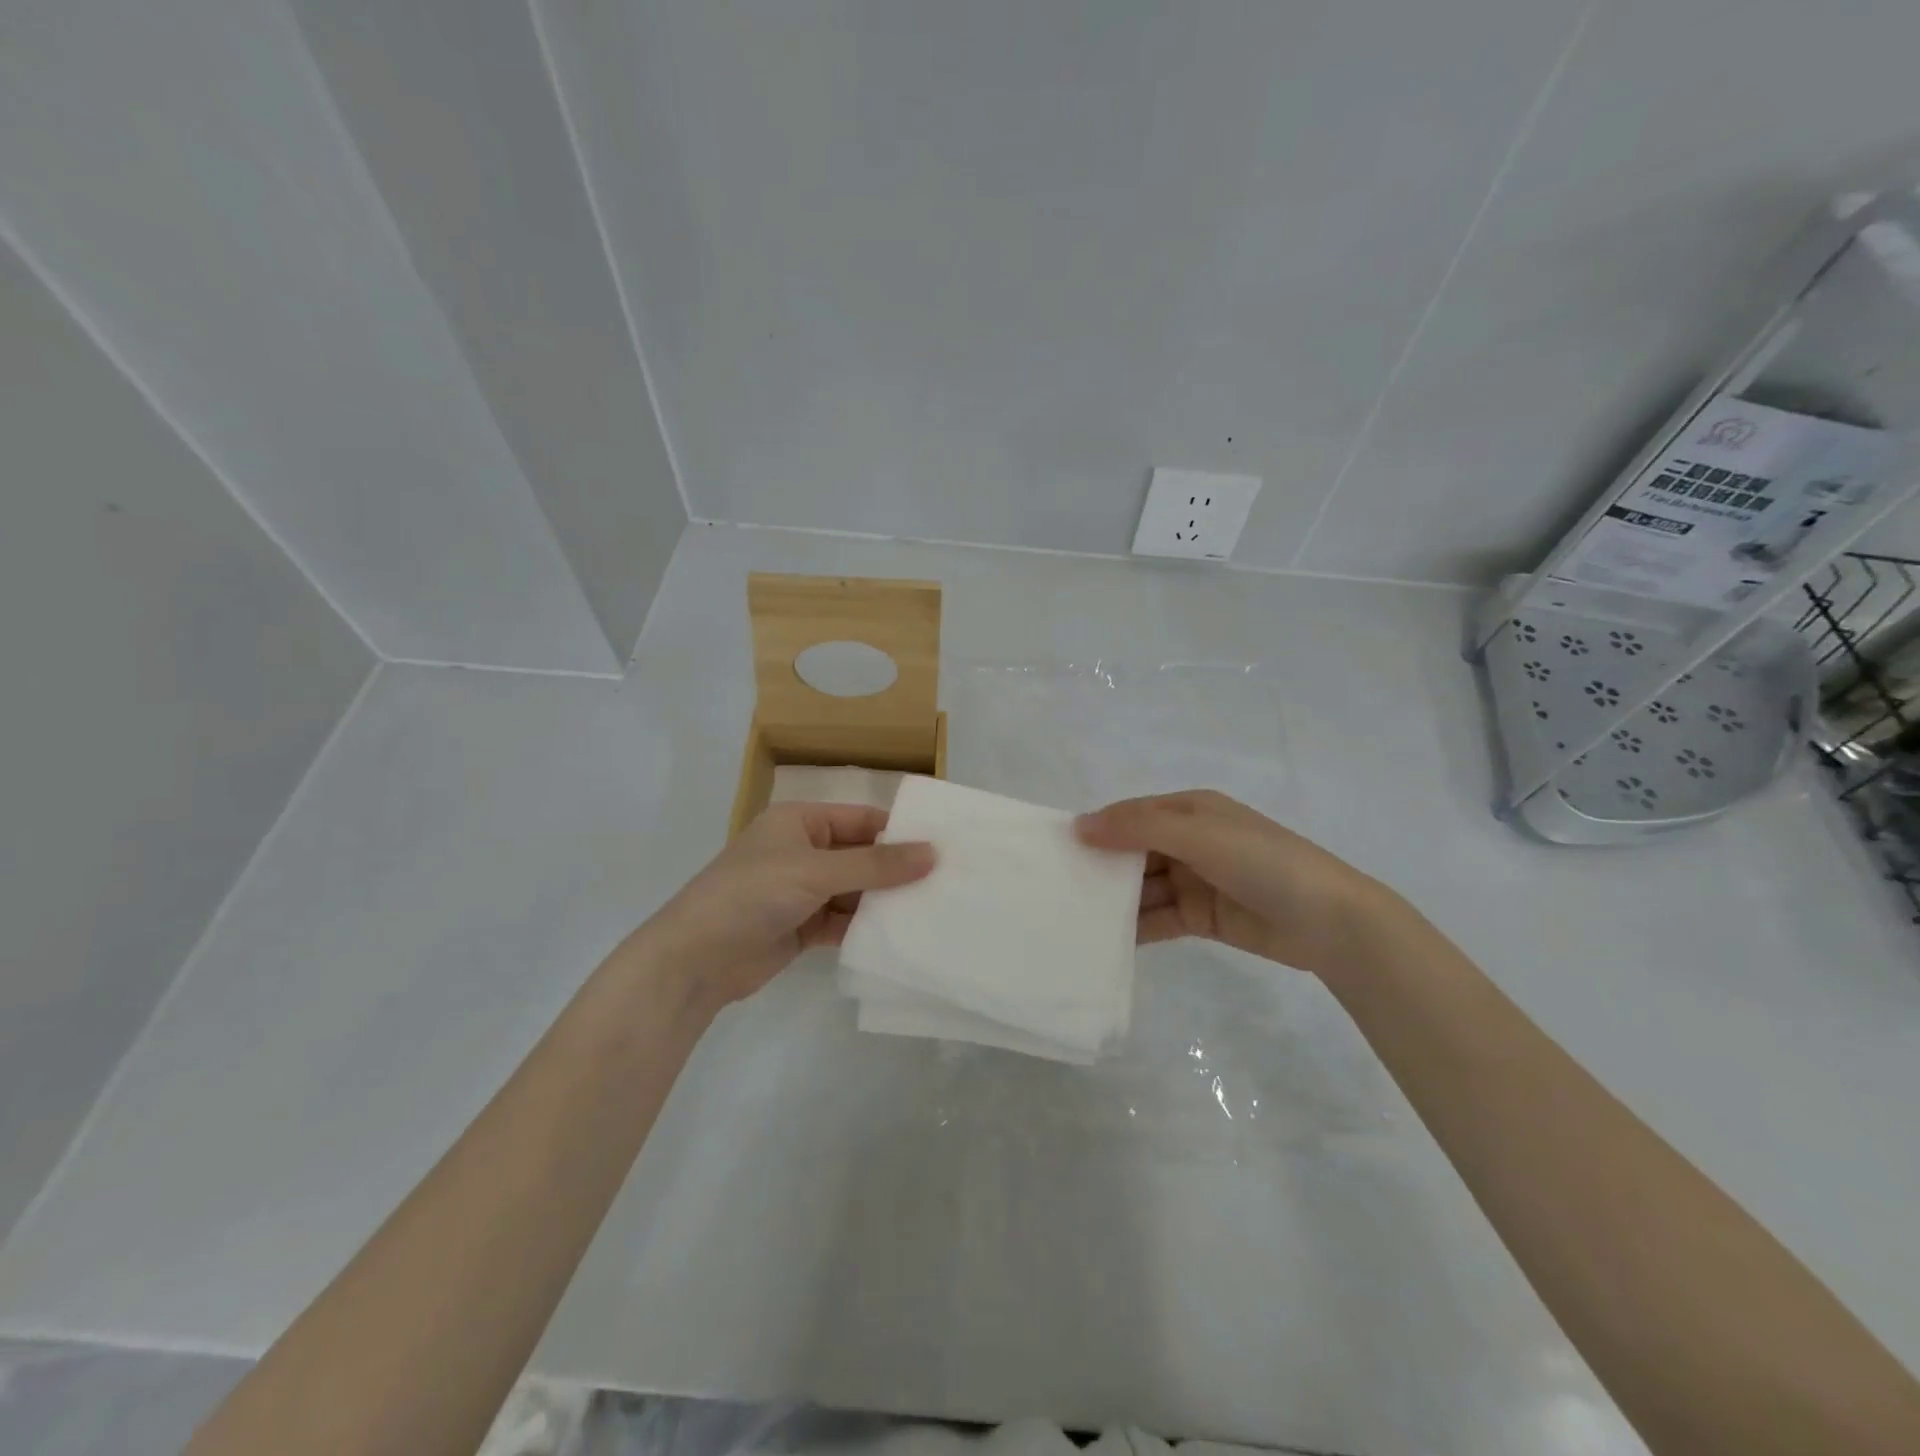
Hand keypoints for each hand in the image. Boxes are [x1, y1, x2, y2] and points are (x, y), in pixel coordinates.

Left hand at [636, 803, 933, 1008]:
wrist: (694, 960)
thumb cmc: (752, 894)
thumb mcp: (816, 871)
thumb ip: (876, 865)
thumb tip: (933, 853)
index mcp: (800, 821)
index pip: (861, 819)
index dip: (899, 832)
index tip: (943, 847)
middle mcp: (802, 850)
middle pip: (861, 856)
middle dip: (896, 870)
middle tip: (947, 882)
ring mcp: (801, 891)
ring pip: (854, 890)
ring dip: (884, 901)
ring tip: (933, 910)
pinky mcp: (801, 926)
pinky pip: (843, 920)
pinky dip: (865, 927)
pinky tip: (899, 936)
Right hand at [1075, 790, 1399, 979]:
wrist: (1330, 921)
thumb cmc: (1262, 862)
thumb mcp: (1198, 835)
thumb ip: (1138, 828)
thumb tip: (1080, 826)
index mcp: (1191, 811)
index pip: (1132, 815)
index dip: (1098, 829)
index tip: (1059, 849)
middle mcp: (1190, 842)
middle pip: (1134, 852)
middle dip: (1102, 867)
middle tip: (1058, 888)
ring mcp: (1196, 880)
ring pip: (1144, 888)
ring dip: (1115, 900)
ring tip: (1073, 917)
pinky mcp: (1203, 917)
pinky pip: (1159, 918)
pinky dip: (1135, 927)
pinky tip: (1105, 940)